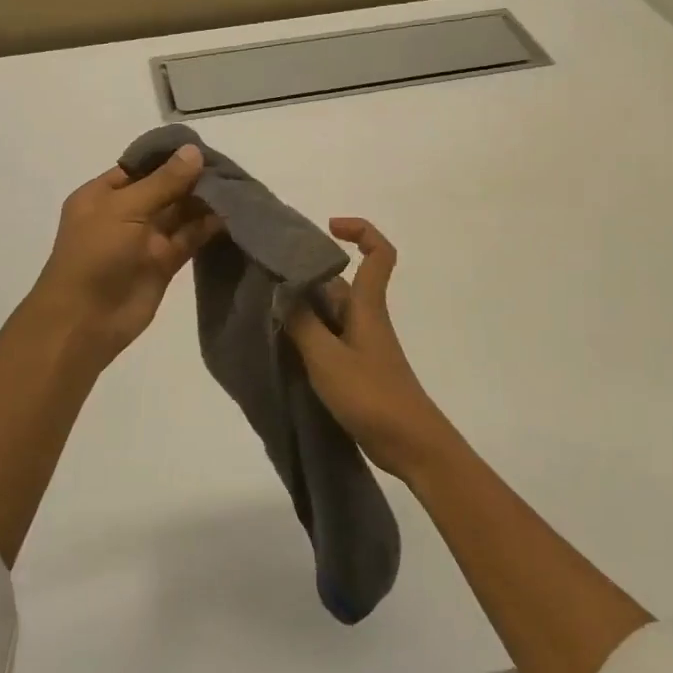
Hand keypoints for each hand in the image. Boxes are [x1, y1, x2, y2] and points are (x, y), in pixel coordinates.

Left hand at [28, 145, 222, 366]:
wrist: (85, 321)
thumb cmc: (95, 255)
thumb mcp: (124, 208)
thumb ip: (163, 182)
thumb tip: (194, 152)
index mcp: (103, 194)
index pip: (141, 167)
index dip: (170, 158)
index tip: (204, 149)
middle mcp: (125, 213)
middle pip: (164, 189)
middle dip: (192, 179)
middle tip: (230, 167)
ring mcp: (145, 239)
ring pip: (179, 214)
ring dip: (204, 202)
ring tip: (237, 187)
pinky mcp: (164, 263)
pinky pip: (189, 239)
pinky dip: (208, 228)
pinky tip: (232, 214)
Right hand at [287, 219, 460, 481]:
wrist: (410, 444)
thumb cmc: (372, 395)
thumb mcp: (328, 358)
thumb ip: (301, 323)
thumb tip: (280, 290)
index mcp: (367, 306)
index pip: (378, 254)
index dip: (360, 231)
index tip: (328, 227)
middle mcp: (364, 318)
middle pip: (338, 281)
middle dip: (306, 274)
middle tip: (266, 277)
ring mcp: (360, 344)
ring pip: (328, 311)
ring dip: (301, 308)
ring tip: (263, 310)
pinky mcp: (355, 368)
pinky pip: (326, 338)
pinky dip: (305, 335)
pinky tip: (280, 346)